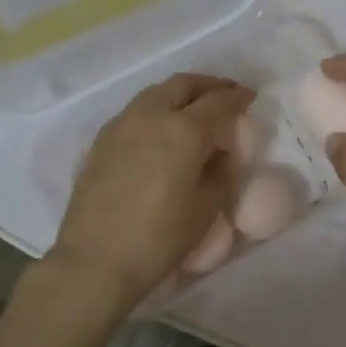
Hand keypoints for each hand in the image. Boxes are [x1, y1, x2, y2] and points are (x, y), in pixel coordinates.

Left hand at [49, 73, 255, 313]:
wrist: (95, 261)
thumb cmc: (159, 239)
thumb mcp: (206, 208)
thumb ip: (220, 172)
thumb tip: (220, 153)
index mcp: (183, 130)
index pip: (218, 101)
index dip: (237, 97)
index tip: (250, 98)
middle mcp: (150, 116)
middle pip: (183, 85)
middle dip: (208, 86)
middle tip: (224, 95)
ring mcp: (120, 125)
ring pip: (155, 94)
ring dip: (179, 94)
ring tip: (194, 110)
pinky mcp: (100, 142)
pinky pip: (135, 112)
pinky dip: (156, 110)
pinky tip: (161, 131)